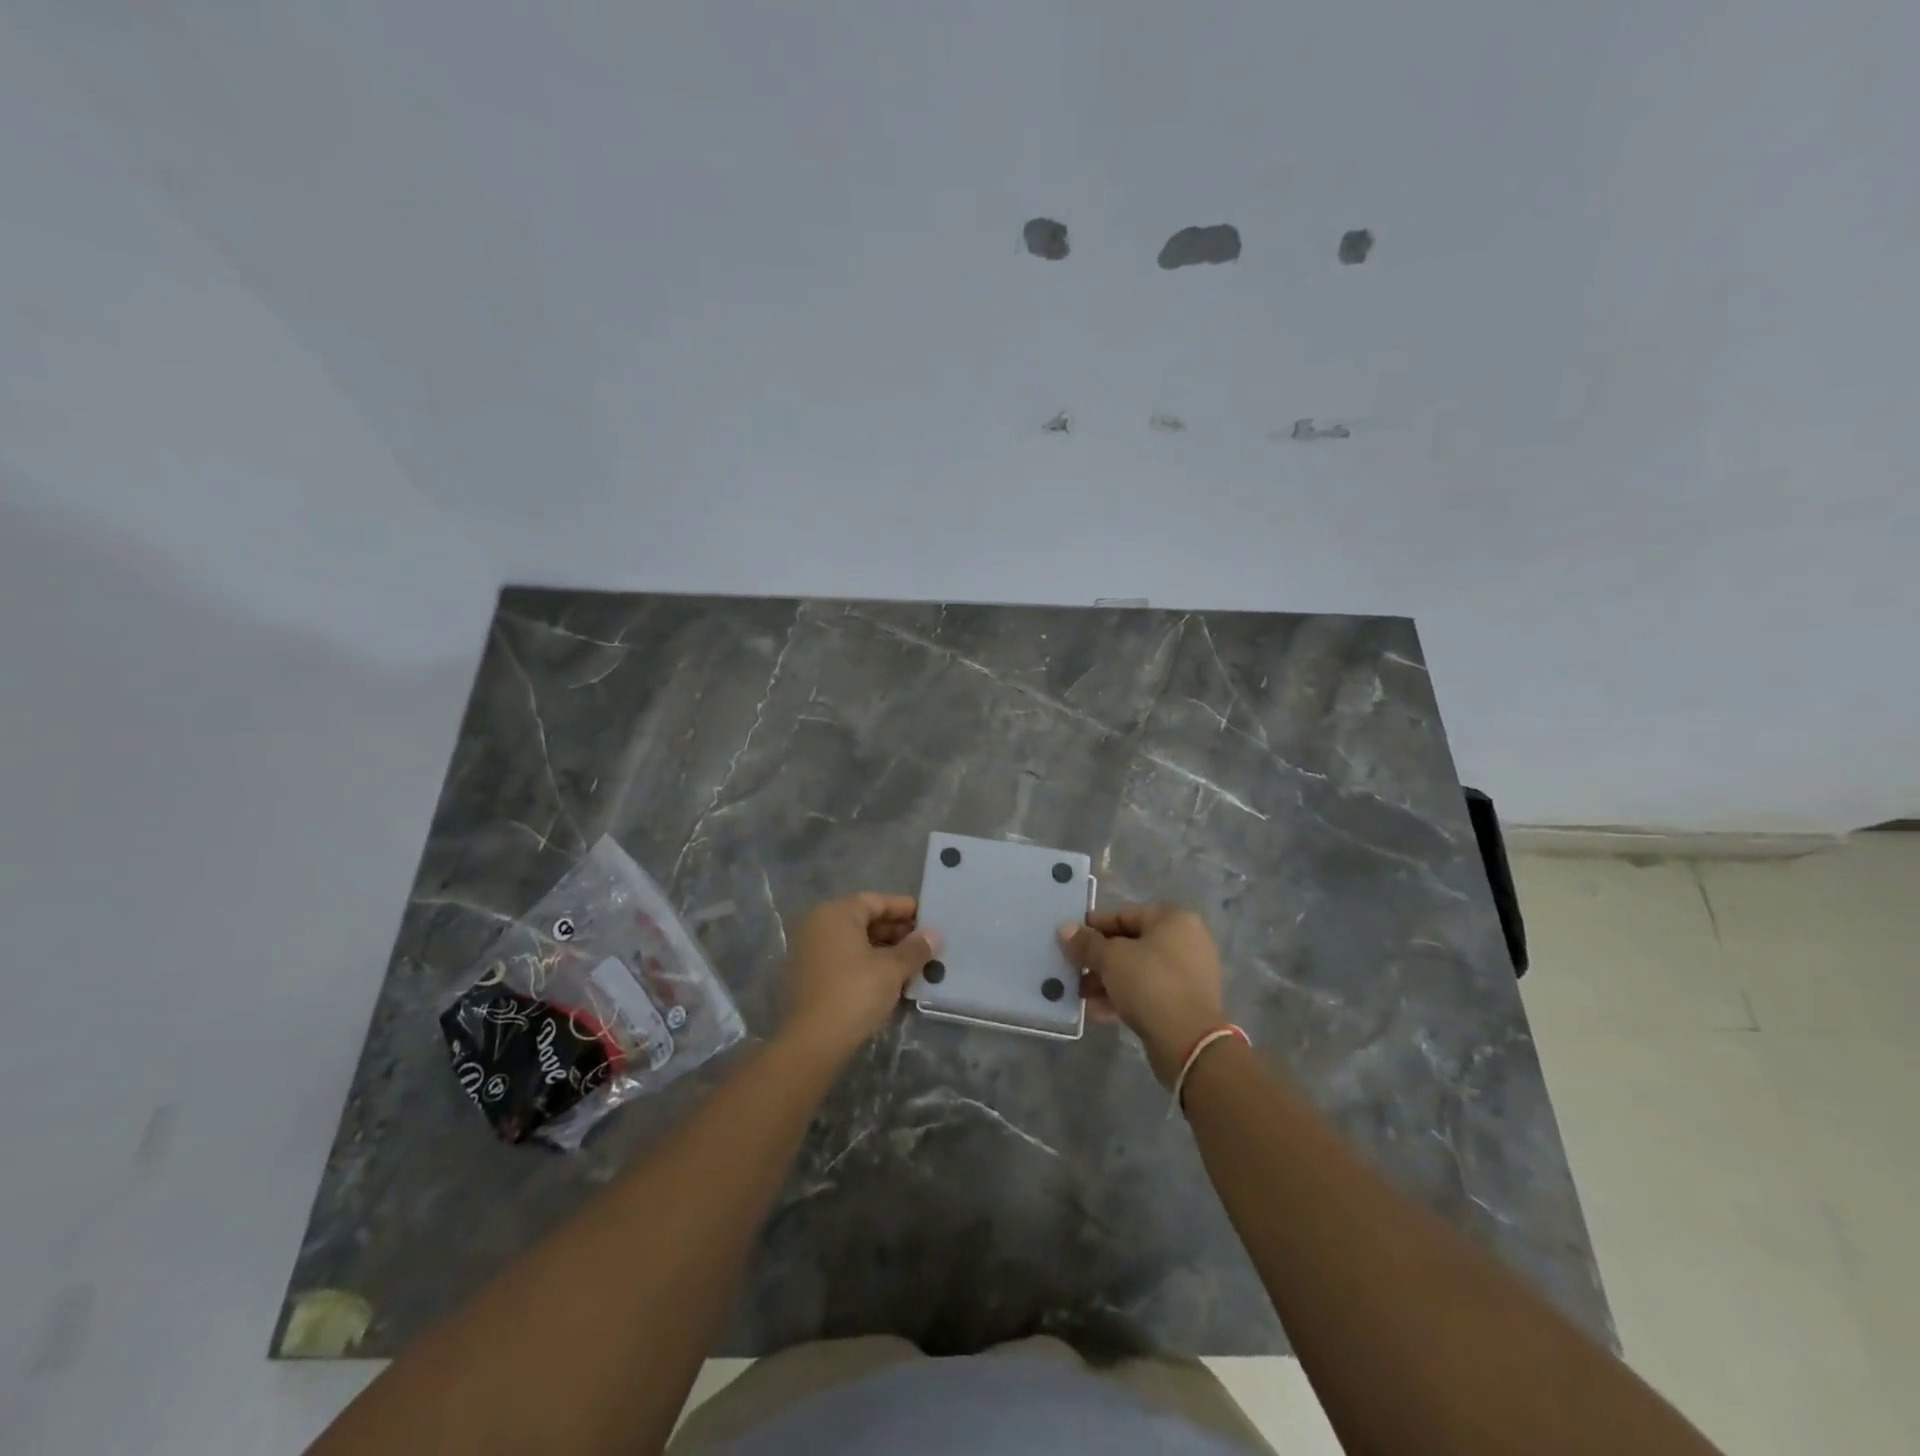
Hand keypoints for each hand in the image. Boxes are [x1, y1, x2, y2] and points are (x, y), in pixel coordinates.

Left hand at [782, 893, 941, 1062]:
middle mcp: (819, 925)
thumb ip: (915, 948)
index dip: (904, 908)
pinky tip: (890, 978)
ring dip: (884, 949)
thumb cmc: (855, 993)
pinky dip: (867, 962)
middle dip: (896, 931)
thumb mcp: (892, 969)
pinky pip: (844, 957)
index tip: (929, 918)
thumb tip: (934, 934)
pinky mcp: (810, 975)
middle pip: (864, 919)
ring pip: (855, 940)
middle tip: (924, 944)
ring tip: (913, 963)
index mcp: (836, 914)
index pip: (876, 901)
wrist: (813, 1042)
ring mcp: (811, 950)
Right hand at [1058, 904, 1226, 1085]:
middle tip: (1073, 970)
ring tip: (1082, 995)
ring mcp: (1188, 973)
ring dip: (1108, 980)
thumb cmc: (1150, 984)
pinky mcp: (1186, 1002)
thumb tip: (1064, 929)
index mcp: (1173, 919)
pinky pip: (1149, 991)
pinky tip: (1099, 1011)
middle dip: (1099, 959)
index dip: (1094, 927)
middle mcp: (1185, 941)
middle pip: (1131, 943)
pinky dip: (1125, 997)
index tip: (1070, 940)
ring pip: (1138, 970)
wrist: (1189, 1042)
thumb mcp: (1111, 959)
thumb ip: (1086, 943)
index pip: (1124, 915)